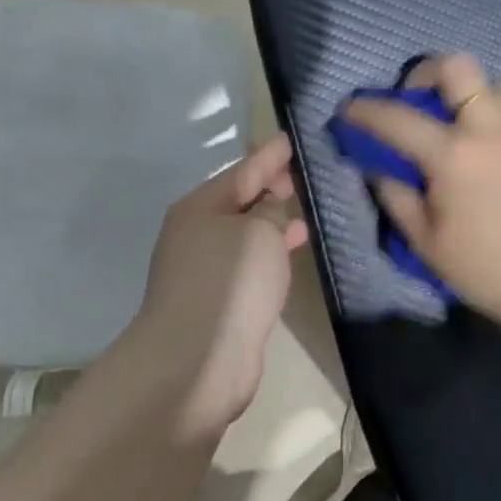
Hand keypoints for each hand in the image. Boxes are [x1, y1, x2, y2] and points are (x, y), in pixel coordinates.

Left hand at [129, 135, 308, 440]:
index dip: (270, 156)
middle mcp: (196, 234)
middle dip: (270, 189)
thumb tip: (270, 212)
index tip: (291, 140)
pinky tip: (290, 255)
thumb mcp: (259, 233)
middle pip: (240, 202)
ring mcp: (204, 269)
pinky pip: (249, 263)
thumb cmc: (229, 282)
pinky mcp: (217, 301)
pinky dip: (269, 254)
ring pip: (245, 235)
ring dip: (272, 224)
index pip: (243, 171)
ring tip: (304, 215)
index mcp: (199, 208)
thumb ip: (271, 213)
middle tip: (303, 178)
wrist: (197, 360)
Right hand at [344, 55, 500, 332]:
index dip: (365, 110)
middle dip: (427, 72)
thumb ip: (396, 196)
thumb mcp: (426, 242)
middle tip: (419, 99)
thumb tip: (376, 167)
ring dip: (476, 94)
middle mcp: (491, 130)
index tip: (349, 109)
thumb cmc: (485, 270)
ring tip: (467, 123)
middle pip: (458, 67)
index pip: (397, 118)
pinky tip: (500, 152)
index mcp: (453, 155)